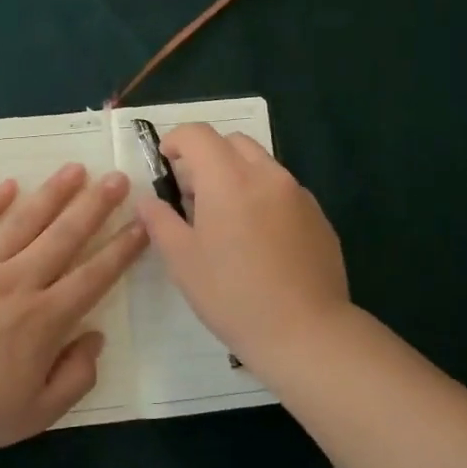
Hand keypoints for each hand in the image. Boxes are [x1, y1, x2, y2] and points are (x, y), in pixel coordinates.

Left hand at [0, 164, 147, 452]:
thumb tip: (95, 336)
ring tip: (75, 169)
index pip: (94, 275)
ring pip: (24, 220)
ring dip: (53, 193)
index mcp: (45, 319)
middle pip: (65, 236)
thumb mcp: (36, 414)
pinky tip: (10, 183)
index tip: (142, 223)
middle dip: (96, 205)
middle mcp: (18, 281)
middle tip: (118, 178)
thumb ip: (75, 377)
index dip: (122, 249)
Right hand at [137, 124, 349, 373]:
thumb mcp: (183, 261)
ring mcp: (298, 194)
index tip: (164, 161)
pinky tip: (258, 239)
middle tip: (192, 192)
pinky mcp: (318, 216)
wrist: (306, 332)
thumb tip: (148, 200)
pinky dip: (262, 197)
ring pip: (261, 164)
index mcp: (229, 179)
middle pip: (233, 142)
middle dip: (207, 155)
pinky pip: (283, 191)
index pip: (198, 135)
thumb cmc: (233, 296)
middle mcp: (267, 175)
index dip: (176, 140)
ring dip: (236, 175)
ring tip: (225, 218)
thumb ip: (160, 222)